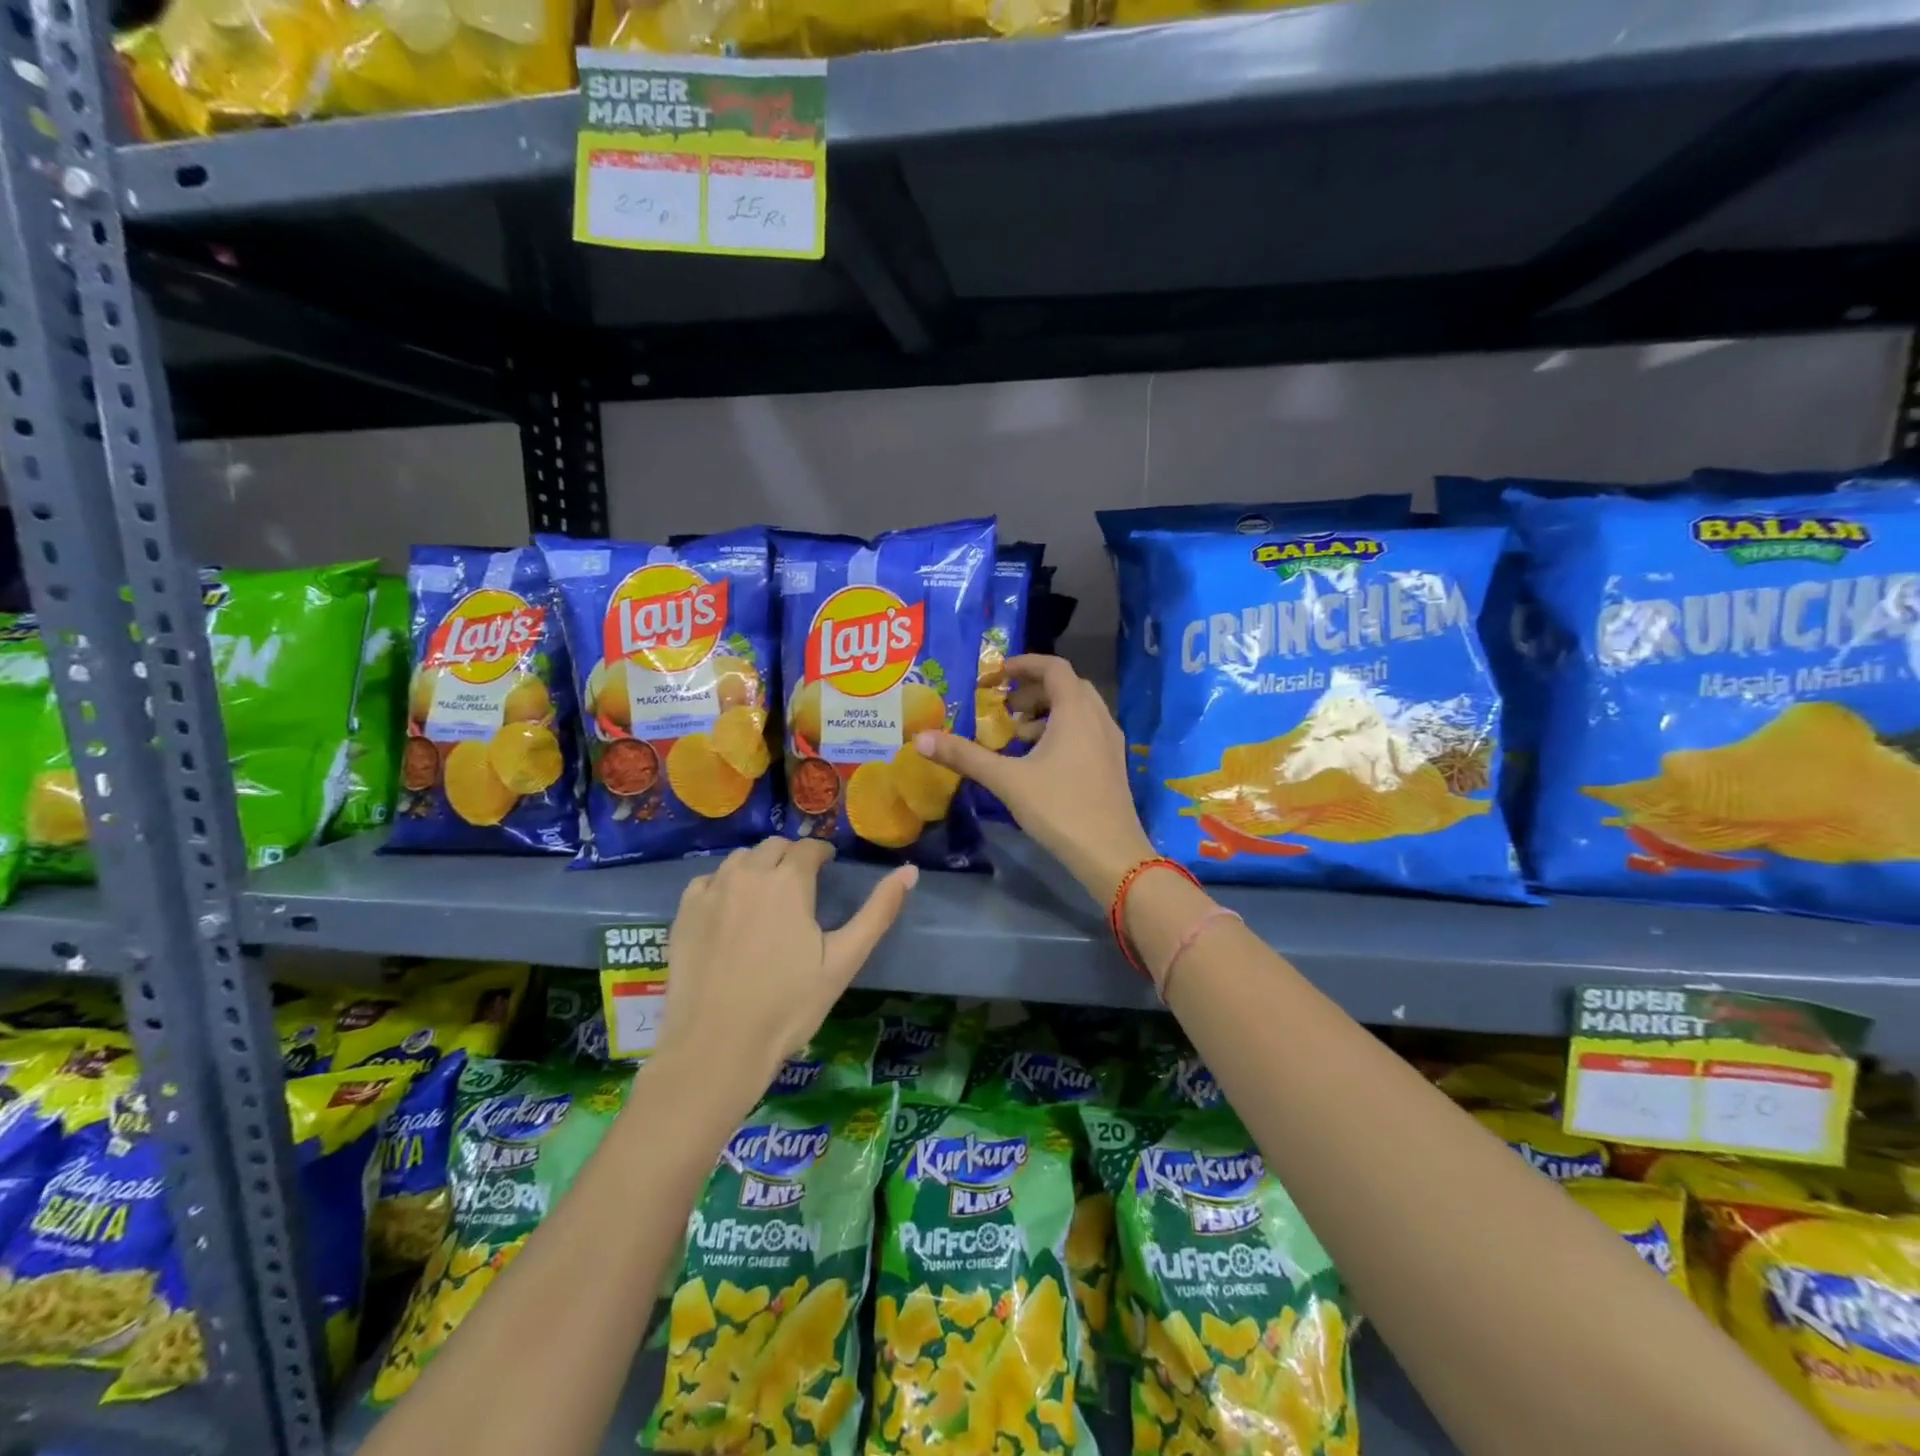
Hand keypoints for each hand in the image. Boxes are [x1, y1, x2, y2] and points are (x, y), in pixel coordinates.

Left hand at [659, 838, 916, 1096]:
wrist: (717, 1047)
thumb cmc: (789, 1005)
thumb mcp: (844, 960)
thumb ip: (878, 911)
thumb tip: (910, 871)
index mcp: (789, 881)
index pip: (809, 848)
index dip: (822, 854)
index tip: (827, 868)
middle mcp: (748, 874)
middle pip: (773, 847)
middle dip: (791, 857)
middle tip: (801, 885)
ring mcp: (711, 892)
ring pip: (739, 859)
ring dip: (758, 866)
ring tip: (767, 895)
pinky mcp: (684, 913)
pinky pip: (708, 880)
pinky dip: (724, 884)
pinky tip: (730, 910)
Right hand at [913, 653, 1153, 903]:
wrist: (1110, 854)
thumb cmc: (1059, 808)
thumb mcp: (1006, 780)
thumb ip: (964, 756)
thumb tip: (920, 739)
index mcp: (1076, 711)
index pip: (1054, 667)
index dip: (1024, 664)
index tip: (996, 675)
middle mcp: (1098, 718)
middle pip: (1066, 686)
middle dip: (1032, 690)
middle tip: (1003, 707)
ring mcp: (1110, 741)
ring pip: (1078, 710)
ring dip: (1046, 712)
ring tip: (1016, 736)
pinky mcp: (1112, 764)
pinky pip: (1086, 731)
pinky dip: (1061, 731)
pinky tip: (1039, 761)